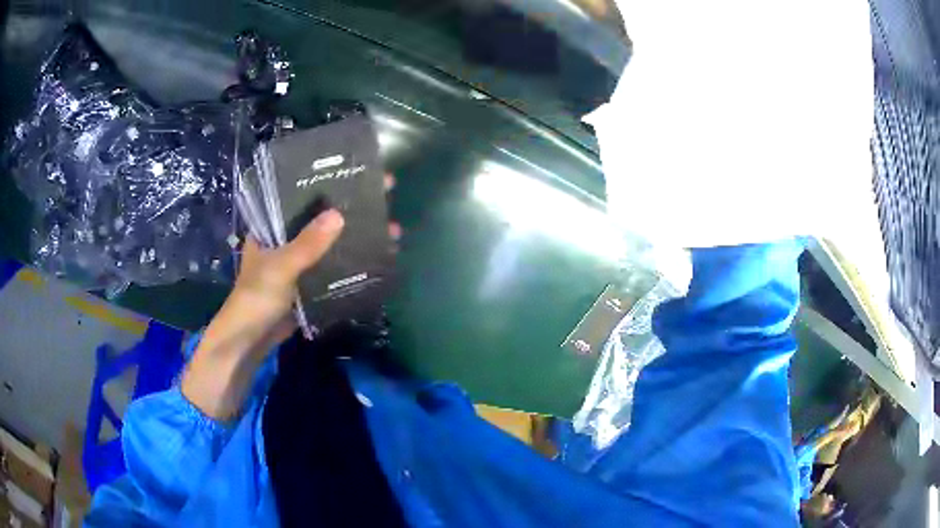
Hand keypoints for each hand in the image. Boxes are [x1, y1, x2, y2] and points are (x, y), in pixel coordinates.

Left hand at [182, 174, 397, 419]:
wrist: (251, 340)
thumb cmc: (256, 297)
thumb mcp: (280, 267)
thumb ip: (306, 245)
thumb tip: (339, 215)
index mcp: (273, 225)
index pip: (302, 195)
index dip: (328, 182)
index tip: (357, 170)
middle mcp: (288, 237)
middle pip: (323, 216)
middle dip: (352, 206)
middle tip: (384, 193)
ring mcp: (301, 260)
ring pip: (332, 241)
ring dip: (356, 235)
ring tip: (390, 227)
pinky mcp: (310, 282)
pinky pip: (334, 266)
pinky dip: (352, 261)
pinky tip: (376, 256)